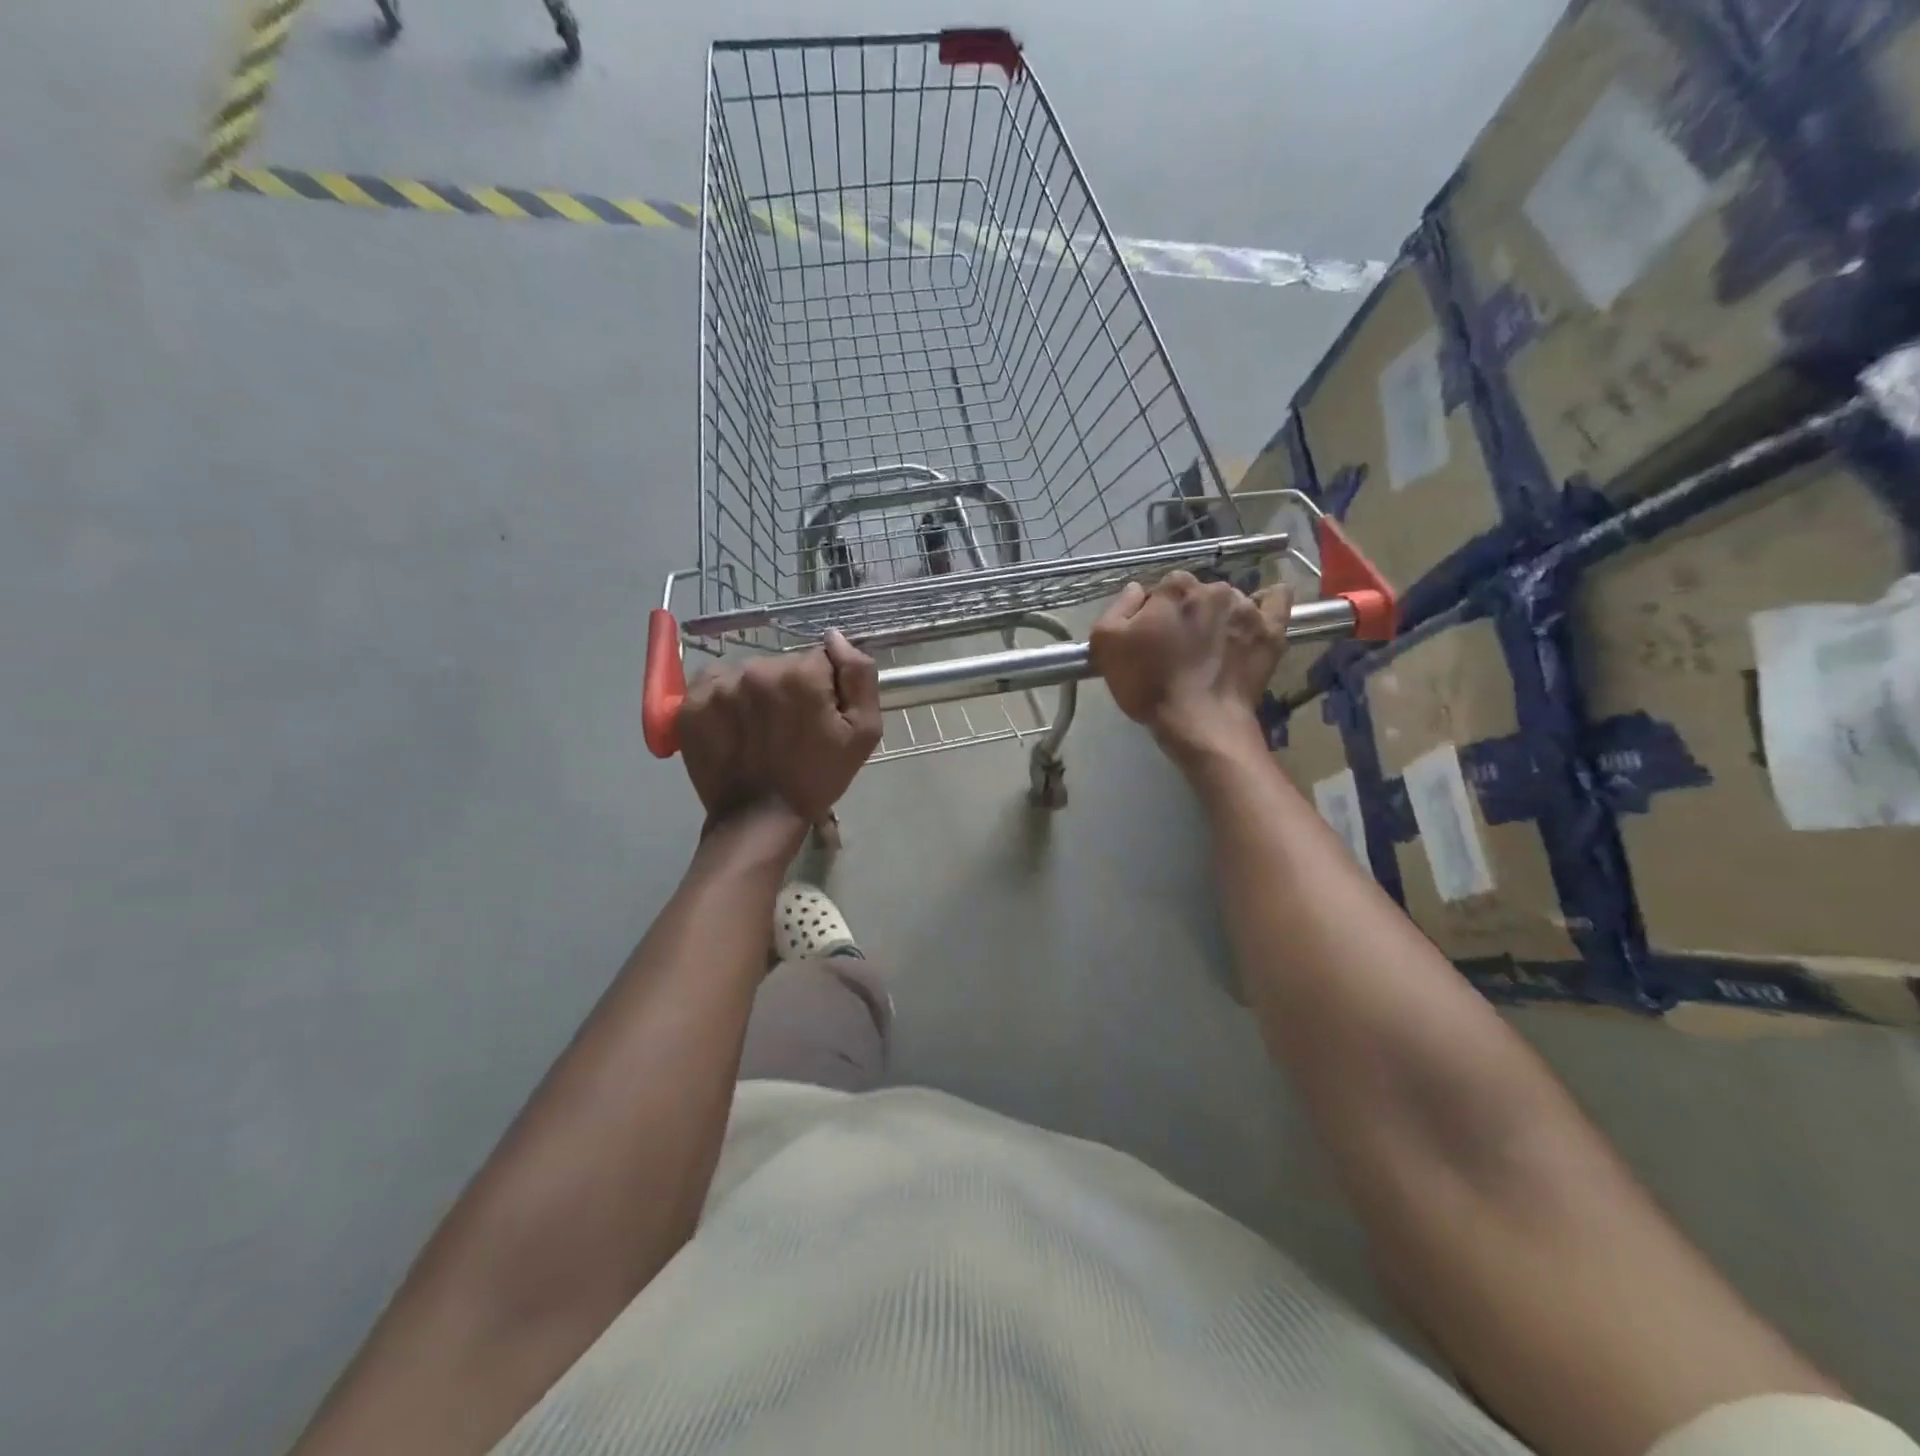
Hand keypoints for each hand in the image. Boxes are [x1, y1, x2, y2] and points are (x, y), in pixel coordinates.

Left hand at [679, 630, 882, 825]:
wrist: (759, 818)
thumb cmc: (818, 777)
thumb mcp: (863, 732)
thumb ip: (858, 675)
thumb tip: (835, 637)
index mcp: (801, 675)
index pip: (819, 659)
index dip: (824, 687)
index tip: (818, 716)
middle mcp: (756, 670)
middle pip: (782, 665)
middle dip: (789, 689)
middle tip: (790, 729)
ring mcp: (719, 686)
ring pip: (748, 673)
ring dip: (756, 693)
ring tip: (760, 731)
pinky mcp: (690, 703)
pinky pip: (715, 683)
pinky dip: (725, 698)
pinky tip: (734, 726)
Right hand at [1089, 572, 1291, 759]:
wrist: (1200, 722)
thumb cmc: (1149, 684)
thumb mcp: (1106, 645)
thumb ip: (1117, 608)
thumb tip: (1137, 590)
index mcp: (1174, 588)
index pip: (1163, 587)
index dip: (1154, 612)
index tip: (1151, 637)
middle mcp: (1214, 589)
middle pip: (1197, 593)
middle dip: (1187, 613)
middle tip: (1179, 646)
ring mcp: (1247, 608)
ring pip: (1229, 600)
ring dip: (1219, 615)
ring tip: (1212, 647)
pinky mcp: (1271, 630)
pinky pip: (1276, 601)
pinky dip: (1268, 602)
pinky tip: (1258, 613)